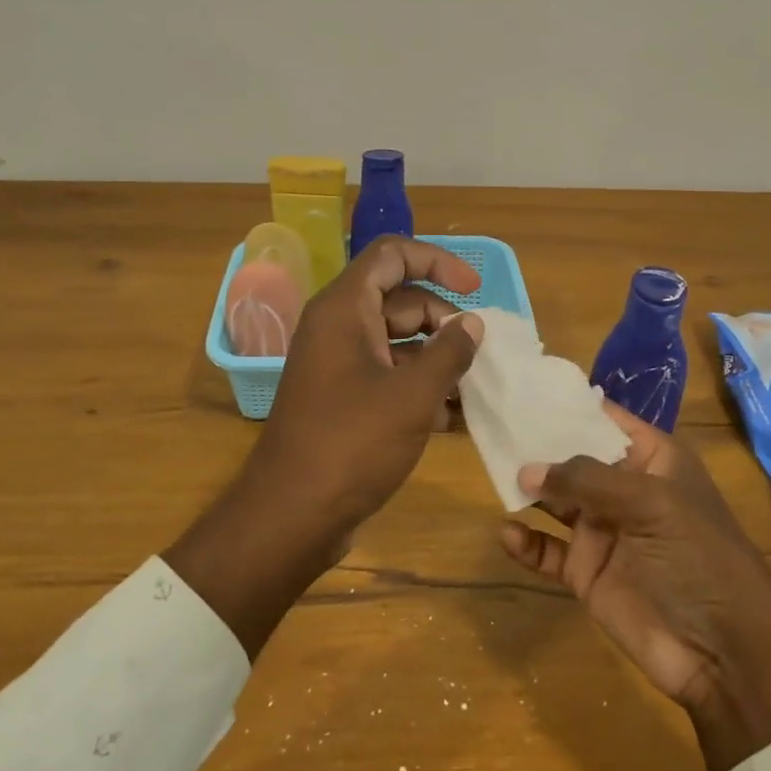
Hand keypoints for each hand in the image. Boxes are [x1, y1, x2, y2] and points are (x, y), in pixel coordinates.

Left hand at [253, 234, 484, 527]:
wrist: (292, 515)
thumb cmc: (352, 444)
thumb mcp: (412, 395)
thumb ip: (449, 352)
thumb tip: (473, 324)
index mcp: (345, 308)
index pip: (392, 255)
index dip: (437, 261)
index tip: (475, 288)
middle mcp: (338, 327)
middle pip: (400, 299)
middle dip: (444, 320)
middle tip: (478, 353)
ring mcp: (339, 364)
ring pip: (398, 341)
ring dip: (437, 358)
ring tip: (475, 387)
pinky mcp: (344, 398)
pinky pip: (388, 375)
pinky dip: (419, 386)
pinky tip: (453, 416)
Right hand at [501, 406, 770, 770]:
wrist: (725, 653)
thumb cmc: (698, 557)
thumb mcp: (651, 504)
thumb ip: (587, 480)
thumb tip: (527, 468)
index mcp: (652, 460)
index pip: (606, 420)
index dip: (571, 405)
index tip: (525, 387)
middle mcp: (624, 489)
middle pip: (573, 457)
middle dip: (538, 444)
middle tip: (494, 427)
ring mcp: (603, 531)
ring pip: (555, 500)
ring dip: (528, 489)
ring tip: (494, 475)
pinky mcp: (587, 573)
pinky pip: (548, 550)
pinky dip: (526, 543)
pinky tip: (508, 535)